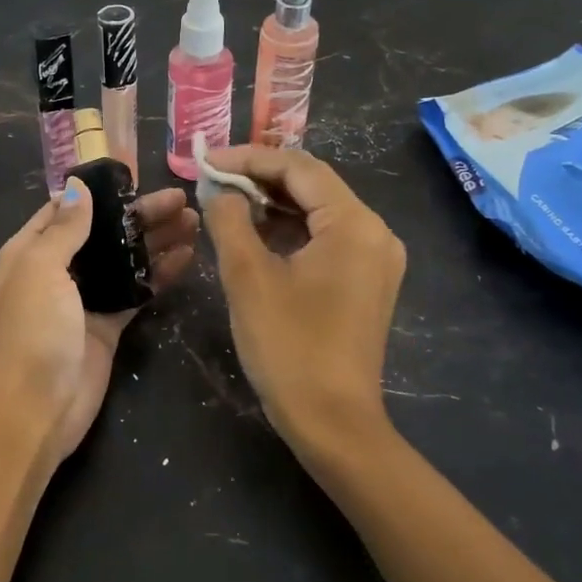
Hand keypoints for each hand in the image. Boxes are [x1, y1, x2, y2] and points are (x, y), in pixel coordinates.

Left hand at [0, 180, 199, 462]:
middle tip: (182, 201)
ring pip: (125, 260)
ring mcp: (85, 297)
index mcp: (30, 250)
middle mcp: (57, 269)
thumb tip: (78, 185)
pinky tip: (188, 258)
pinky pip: (137, 290)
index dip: (99, 191)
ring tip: (195, 223)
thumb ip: (65, 228)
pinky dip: (160, 274)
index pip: (65, 209)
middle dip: (140, 215)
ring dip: (156, 241)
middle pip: (103, 232)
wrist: (38, 406)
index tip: (137, 176)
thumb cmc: (34, 328)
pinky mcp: (109, 324)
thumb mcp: (42, 268)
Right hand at [202, 147, 405, 460]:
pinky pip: (325, 238)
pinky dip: (289, 230)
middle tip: (212, 179)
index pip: (298, 167)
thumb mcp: (247, 277)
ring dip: (272, 203)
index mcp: (354, 224)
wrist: (333, 423)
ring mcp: (375, 259)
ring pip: (318, 211)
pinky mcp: (366, 282)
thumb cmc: (288, 346)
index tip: (206, 161)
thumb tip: (218, 189)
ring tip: (225, 201)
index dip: (248, 158)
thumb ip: (229, 219)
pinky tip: (254, 233)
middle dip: (259, 178)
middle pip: (312, 185)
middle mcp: (375, 232)